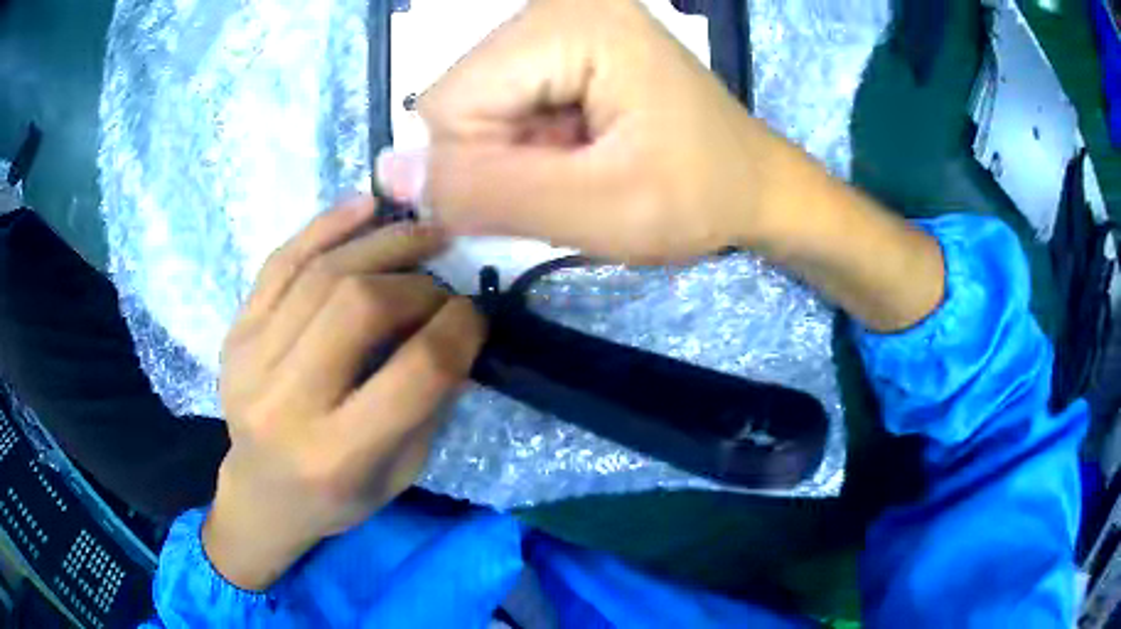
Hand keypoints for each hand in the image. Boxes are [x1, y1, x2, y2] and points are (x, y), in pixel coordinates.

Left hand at [202, 196, 485, 590]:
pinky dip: (326, 225)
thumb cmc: (337, 498)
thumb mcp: (400, 472)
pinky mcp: (235, 332)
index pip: (413, 372)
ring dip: (381, 242)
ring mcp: (249, 360)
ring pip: (320, 273)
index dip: (456, 329)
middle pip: (358, 306)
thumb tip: (456, 326)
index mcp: (337, 455)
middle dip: (416, 282)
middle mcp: (285, 403)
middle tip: (443, 277)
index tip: (475, 313)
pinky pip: (280, 262)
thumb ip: (430, 401)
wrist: (262, 495)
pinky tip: (365, 205)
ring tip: (421, 232)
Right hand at [378, 0, 792, 263]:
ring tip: (584, 164)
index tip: (552, 190)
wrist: (751, 184)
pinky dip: (529, 143)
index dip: (484, 168)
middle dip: (502, 158)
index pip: (451, 104)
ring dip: (516, 154)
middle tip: (575, 178)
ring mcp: (555, 19)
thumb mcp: (600, 210)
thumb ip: (490, 192)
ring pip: (474, 106)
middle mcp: (553, 5)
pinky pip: (500, 105)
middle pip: (459, 98)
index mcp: (570, 22)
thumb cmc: (698, 196)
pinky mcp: (559, 43)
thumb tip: (388, 173)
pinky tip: (580, 150)